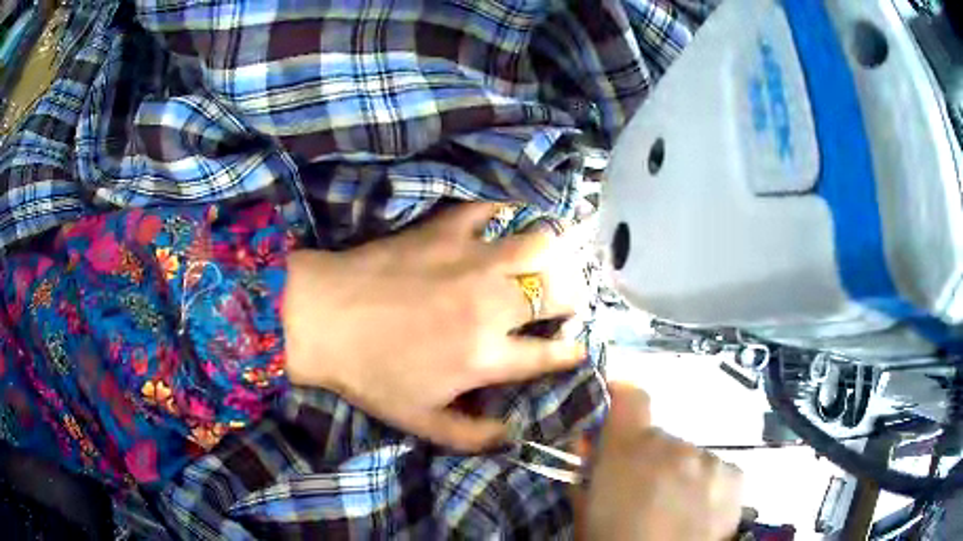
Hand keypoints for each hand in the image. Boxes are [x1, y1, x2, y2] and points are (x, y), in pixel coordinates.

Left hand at [282, 203, 588, 451]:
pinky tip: (501, 223)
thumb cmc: (369, 374)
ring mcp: (471, 260)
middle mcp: (491, 304)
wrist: (322, 318)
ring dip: (552, 256)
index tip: (578, 348)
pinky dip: (502, 213)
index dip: (572, 352)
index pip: (550, 353)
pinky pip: (488, 210)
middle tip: (561, 303)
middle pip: (559, 292)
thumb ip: (471, 436)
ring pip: (540, 244)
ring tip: (543, 263)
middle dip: (572, 300)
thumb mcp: (418, 421)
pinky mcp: (445, 231)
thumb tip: (512, 437)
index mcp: (486, 355)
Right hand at [579, 382, 742, 540]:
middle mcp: (674, 445)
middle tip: (642, 495)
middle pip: (659, 439)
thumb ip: (587, 473)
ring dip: (678, 474)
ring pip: (687, 458)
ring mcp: (708, 459)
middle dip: (648, 460)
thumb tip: (589, 444)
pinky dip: (704, 486)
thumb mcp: (587, 513)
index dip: (621, 395)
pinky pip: (713, 471)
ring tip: (673, 511)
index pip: (630, 398)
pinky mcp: (734, 475)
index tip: (615, 402)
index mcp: (630, 450)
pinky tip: (699, 514)